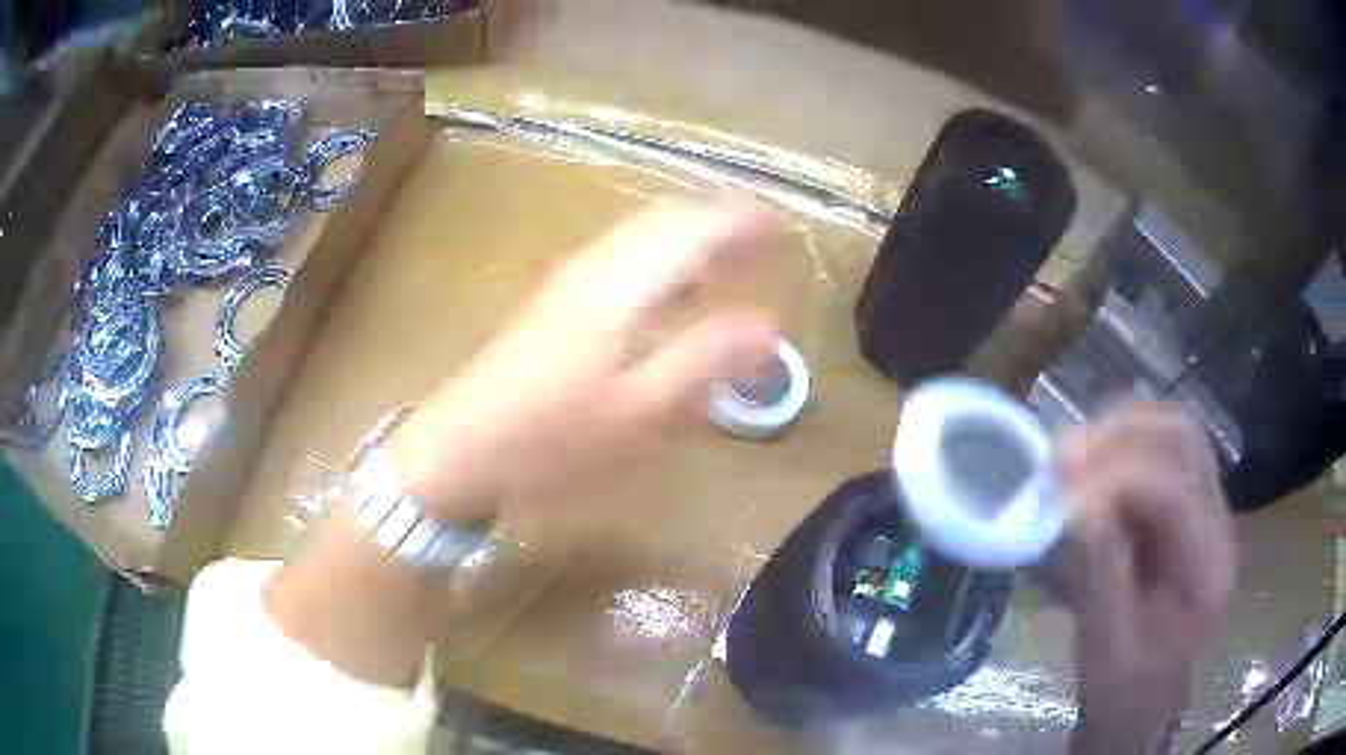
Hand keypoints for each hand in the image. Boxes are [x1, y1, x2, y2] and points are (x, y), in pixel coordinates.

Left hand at [391, 198, 780, 520]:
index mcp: (624, 280)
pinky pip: (623, 260)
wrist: (459, 447)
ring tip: (729, 269)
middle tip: (762, 249)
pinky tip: (671, 301)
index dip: (744, 221)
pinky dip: (662, 264)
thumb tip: (770, 327)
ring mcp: (572, 279)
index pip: (696, 223)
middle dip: (720, 225)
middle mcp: (598, 263)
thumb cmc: (552, 436)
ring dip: (691, 242)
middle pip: (668, 218)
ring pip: (643, 236)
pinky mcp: (557, 302)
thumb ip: (708, 359)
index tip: (782, 233)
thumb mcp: (641, 409)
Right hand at [1058, 401, 1236, 753]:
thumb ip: (1098, 570)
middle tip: (1063, 454)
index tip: (1060, 480)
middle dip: (1120, 435)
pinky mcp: (1192, 505)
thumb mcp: (1104, 642)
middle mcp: (1219, 526)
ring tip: (1074, 452)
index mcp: (1206, 572)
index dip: (1117, 477)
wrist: (1142, 701)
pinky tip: (1093, 461)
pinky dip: (1125, 442)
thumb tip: (1075, 499)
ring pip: (1176, 433)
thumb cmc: (1121, 688)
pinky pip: (1164, 450)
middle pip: (1183, 441)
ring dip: (1122, 430)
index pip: (1175, 494)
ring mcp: (1210, 509)